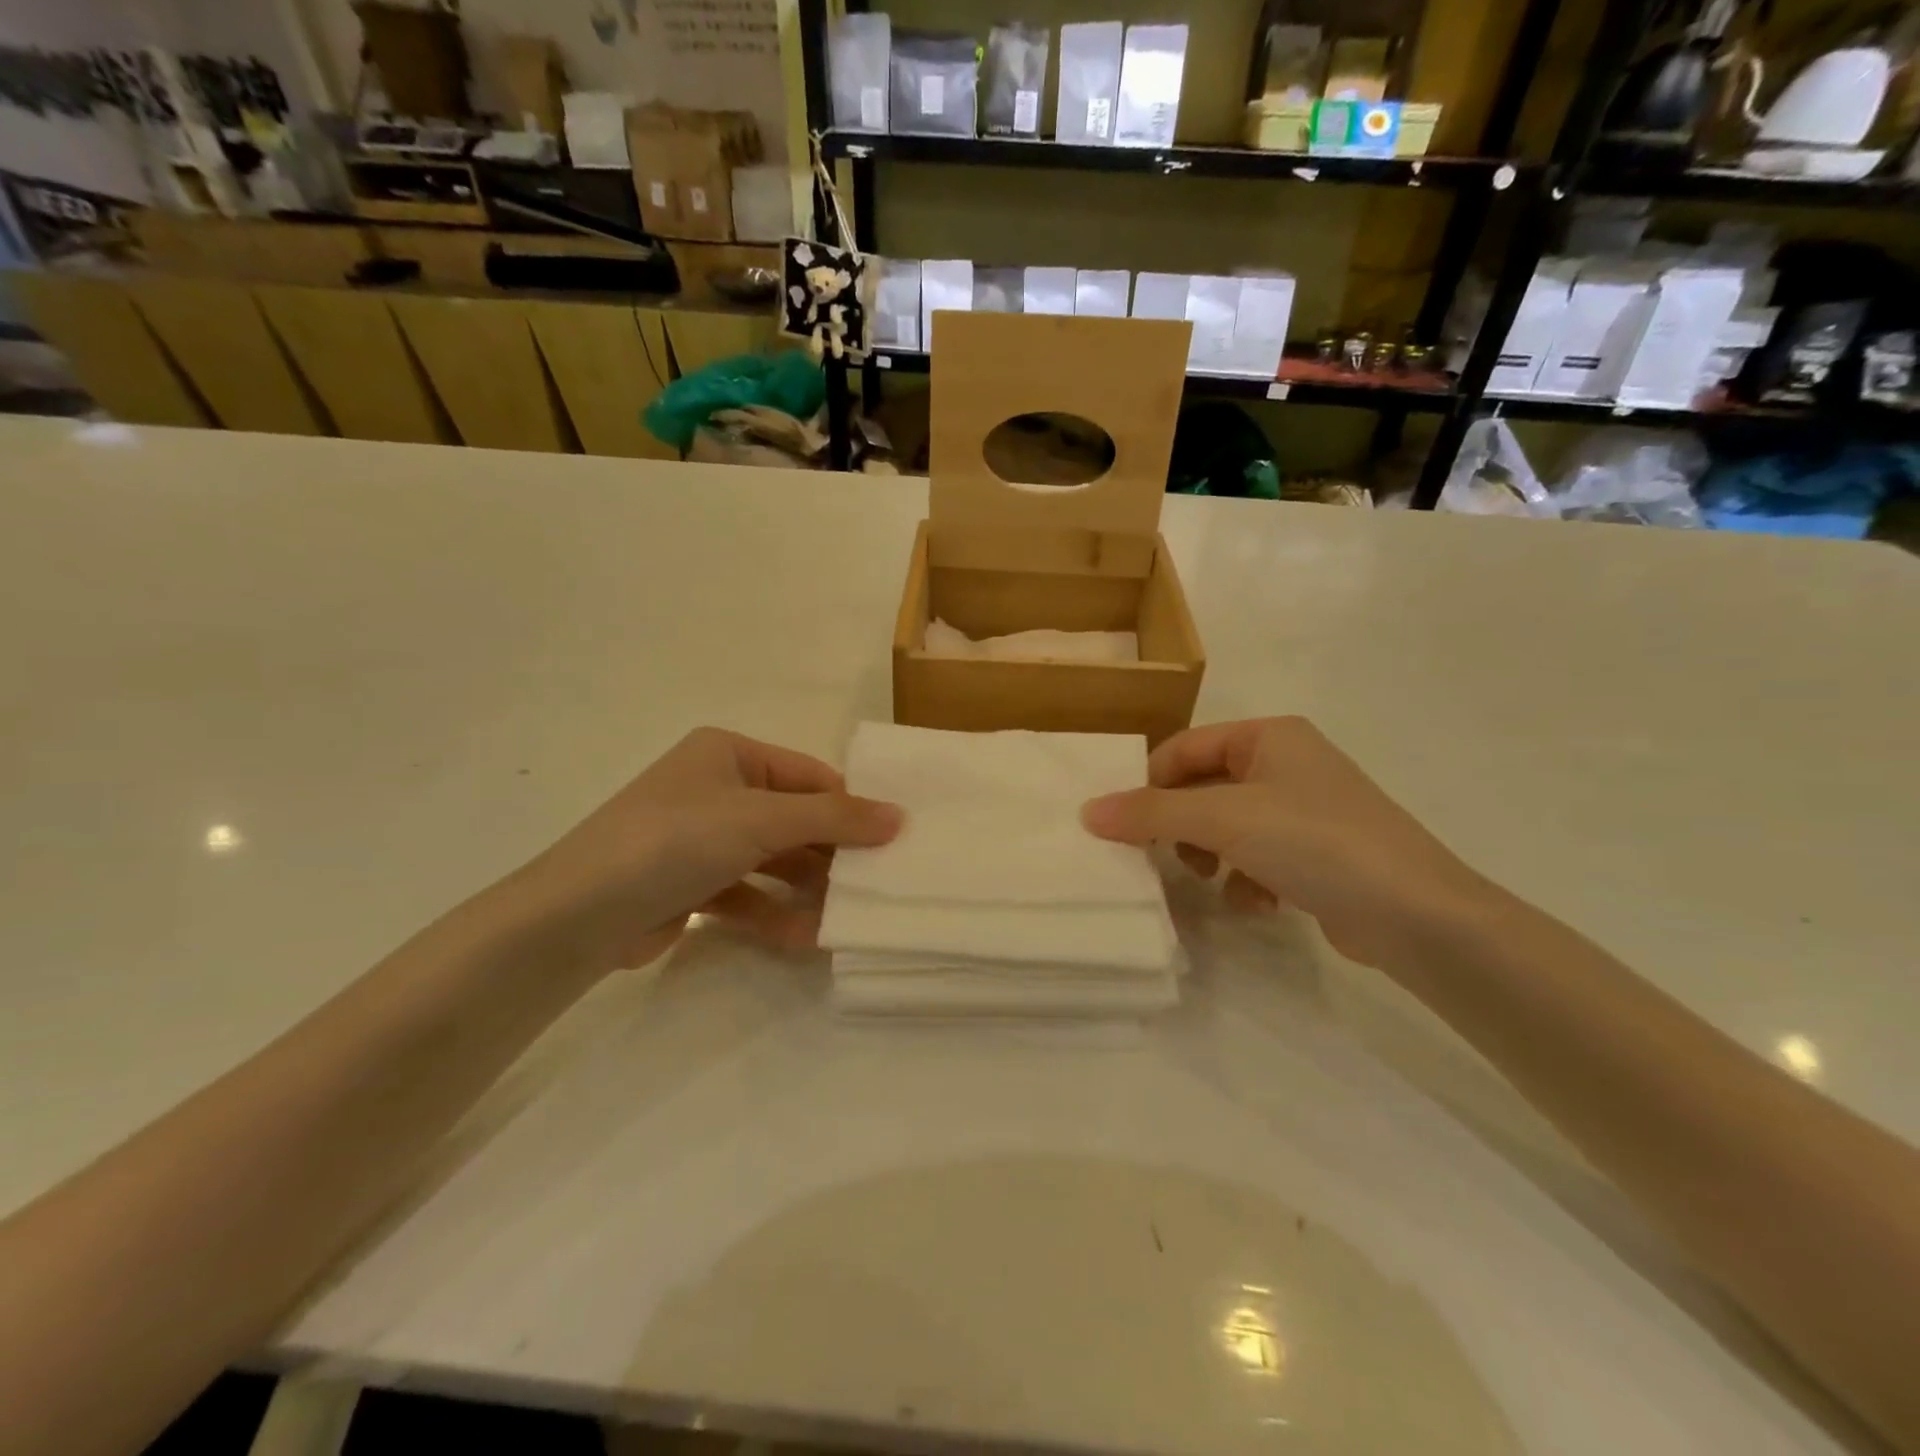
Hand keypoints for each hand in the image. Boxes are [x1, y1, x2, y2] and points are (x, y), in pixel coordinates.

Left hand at [503, 728, 901, 975]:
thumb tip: (899, 816)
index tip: (892, 841)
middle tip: (877, 884)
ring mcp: (702, 839)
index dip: (850, 806)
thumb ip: (834, 818)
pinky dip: (775, 913)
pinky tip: (807, 937)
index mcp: (729, 753)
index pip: (809, 776)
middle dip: (832, 854)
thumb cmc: (675, 841)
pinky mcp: (691, 885)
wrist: (576, 915)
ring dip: (807, 888)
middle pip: (794, 820)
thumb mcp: (761, 820)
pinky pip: (748, 893)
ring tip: (847, 916)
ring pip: (773, 861)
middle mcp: (716, 789)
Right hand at [1082, 717, 1490, 969]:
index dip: (1150, 784)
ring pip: (1227, 828)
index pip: (1184, 748)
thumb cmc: (1315, 842)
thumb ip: (1152, 812)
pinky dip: (1247, 880)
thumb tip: (1088, 811)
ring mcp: (1306, 811)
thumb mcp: (1224, 818)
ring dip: (1212, 857)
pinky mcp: (1318, 856)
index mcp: (1268, 736)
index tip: (1125, 826)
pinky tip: (1258, 903)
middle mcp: (1287, 765)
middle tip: (1168, 857)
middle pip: (1204, 789)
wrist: (1417, 915)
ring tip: (1216, 881)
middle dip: (1182, 827)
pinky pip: (1257, 858)